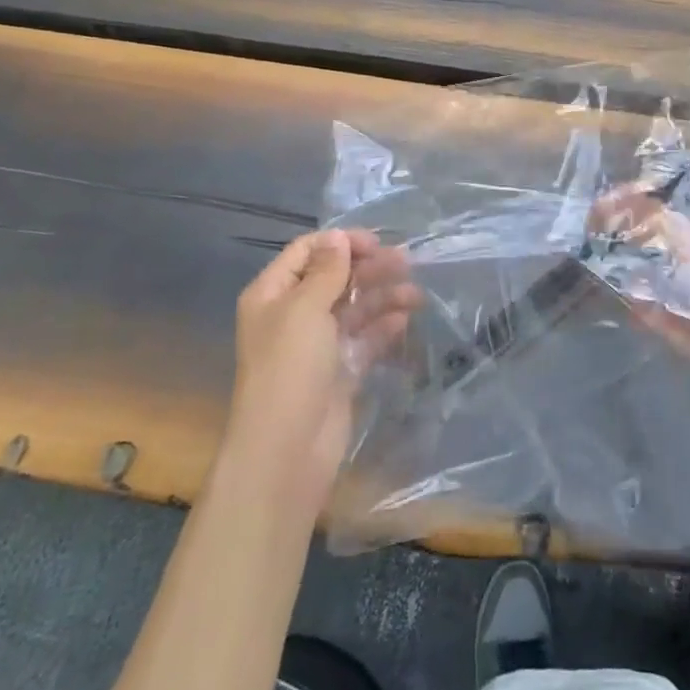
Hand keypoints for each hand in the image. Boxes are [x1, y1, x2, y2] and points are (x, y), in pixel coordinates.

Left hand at [226, 229, 420, 511]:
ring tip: (416, 295)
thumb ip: (326, 270)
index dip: (340, 243)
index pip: (307, 252)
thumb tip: (337, 237)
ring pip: (353, 309)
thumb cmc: (289, 369)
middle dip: (369, 269)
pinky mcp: (339, 371)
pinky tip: (405, 321)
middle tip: (407, 263)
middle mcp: (293, 315)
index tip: (377, 242)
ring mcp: (317, 345)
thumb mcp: (305, 309)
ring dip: (383, 297)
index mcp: (273, 294)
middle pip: (335, 278)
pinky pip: (364, 340)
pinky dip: (383, 328)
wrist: (286, 452)